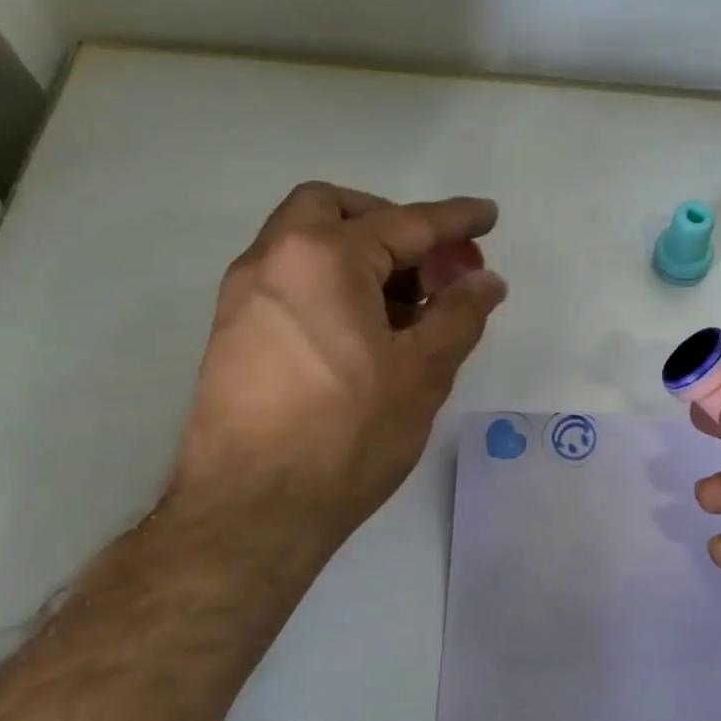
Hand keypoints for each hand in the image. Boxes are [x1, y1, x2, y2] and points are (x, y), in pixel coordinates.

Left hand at [168, 182, 505, 555]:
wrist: (252, 511)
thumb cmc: (347, 434)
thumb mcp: (422, 373)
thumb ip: (459, 315)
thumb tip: (486, 282)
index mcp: (323, 258)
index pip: (404, 223)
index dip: (455, 220)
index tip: (488, 216)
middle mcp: (272, 260)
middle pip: (336, 210)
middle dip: (393, 226)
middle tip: (436, 268)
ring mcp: (244, 297)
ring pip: (308, 245)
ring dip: (363, 257)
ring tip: (412, 310)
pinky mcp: (233, 333)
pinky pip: (292, 283)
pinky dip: (334, 286)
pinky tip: (368, 335)